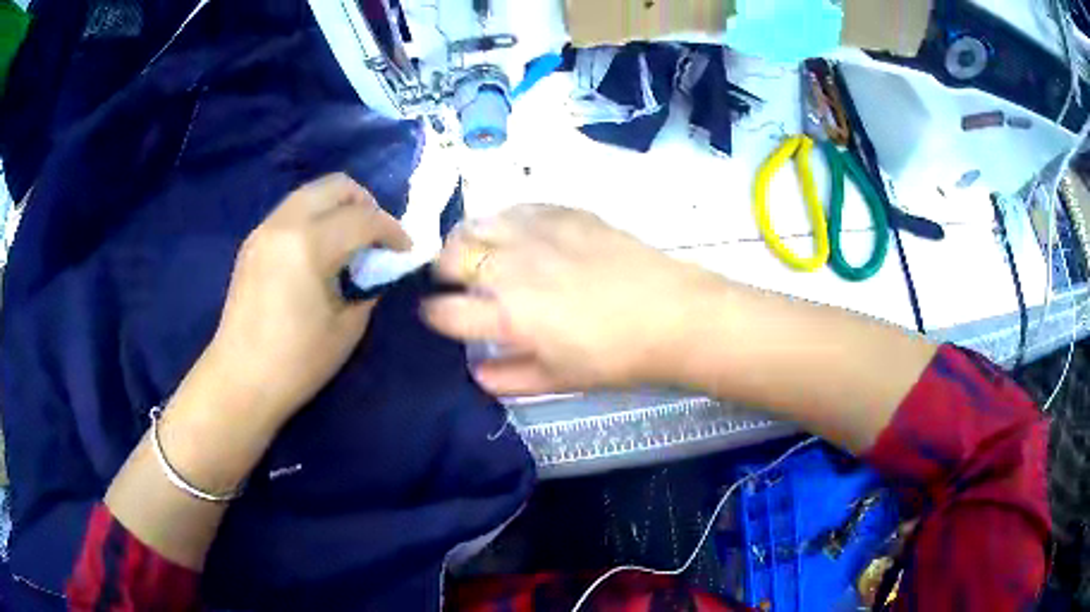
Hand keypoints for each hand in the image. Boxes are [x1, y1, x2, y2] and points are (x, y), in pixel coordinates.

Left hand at [203, 174, 411, 426]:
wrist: (240, 380)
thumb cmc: (297, 362)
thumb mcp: (348, 328)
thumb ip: (369, 287)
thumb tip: (378, 269)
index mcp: (310, 244)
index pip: (363, 218)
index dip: (392, 230)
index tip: (405, 249)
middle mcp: (285, 224)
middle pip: (335, 186)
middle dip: (366, 204)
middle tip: (377, 236)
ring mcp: (264, 230)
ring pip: (311, 193)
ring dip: (338, 208)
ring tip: (350, 242)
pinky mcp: (253, 242)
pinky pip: (292, 211)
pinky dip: (315, 218)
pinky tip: (319, 252)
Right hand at [423, 205, 723, 394]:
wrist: (670, 313)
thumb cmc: (615, 356)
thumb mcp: (559, 380)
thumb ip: (509, 378)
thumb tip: (477, 372)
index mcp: (505, 316)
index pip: (444, 312)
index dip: (434, 314)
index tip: (438, 314)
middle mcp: (510, 268)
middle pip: (451, 258)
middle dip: (443, 271)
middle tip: (456, 280)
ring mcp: (535, 234)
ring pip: (476, 225)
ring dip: (467, 240)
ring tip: (479, 251)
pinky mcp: (560, 212)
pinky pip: (514, 208)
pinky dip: (503, 221)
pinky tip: (515, 233)